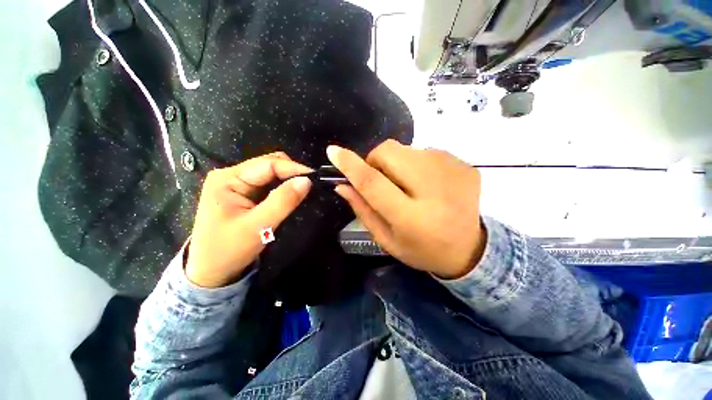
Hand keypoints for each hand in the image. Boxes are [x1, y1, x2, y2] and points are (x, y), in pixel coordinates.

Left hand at [186, 152, 312, 287]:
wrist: (212, 272)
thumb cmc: (229, 250)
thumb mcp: (258, 226)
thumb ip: (283, 201)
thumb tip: (306, 181)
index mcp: (228, 179)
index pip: (268, 164)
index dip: (293, 169)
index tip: (315, 178)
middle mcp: (231, 176)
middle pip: (269, 165)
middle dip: (292, 173)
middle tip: (311, 186)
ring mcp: (237, 184)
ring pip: (270, 174)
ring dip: (288, 180)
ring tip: (304, 190)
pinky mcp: (243, 194)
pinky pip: (268, 184)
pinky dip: (282, 187)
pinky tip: (291, 195)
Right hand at [328, 140, 485, 278]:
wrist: (469, 250)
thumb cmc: (421, 249)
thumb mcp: (386, 239)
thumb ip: (363, 210)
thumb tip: (342, 185)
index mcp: (412, 219)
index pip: (373, 183)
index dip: (351, 165)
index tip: (333, 152)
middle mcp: (435, 191)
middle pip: (391, 152)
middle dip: (376, 160)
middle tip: (381, 179)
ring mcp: (454, 173)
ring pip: (407, 149)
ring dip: (398, 163)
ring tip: (408, 185)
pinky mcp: (465, 166)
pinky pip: (427, 151)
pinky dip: (417, 164)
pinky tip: (427, 184)